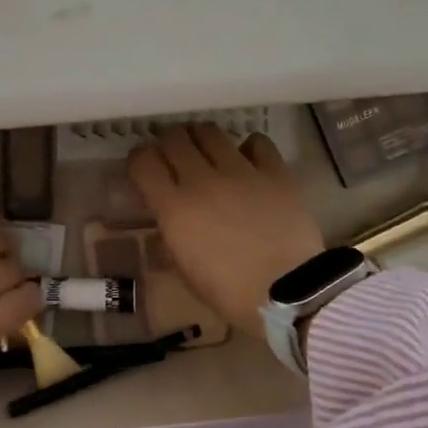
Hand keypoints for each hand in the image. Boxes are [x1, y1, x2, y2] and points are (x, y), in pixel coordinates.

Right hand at [127, 125, 323, 337]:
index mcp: (174, 208)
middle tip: (172, 155)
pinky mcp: (275, 173)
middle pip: (174, 139)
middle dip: (167, 143)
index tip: (142, 167)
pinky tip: (247, 159)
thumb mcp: (185, 271)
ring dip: (200, 138)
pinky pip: (256, 143)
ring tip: (204, 150)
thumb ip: (170, 238)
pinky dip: (247, 147)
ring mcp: (240, 172)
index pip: (143, 162)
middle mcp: (202, 180)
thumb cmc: (230, 292)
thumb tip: (166, 220)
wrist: (289, 295)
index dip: (138, 160)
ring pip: (210, 133)